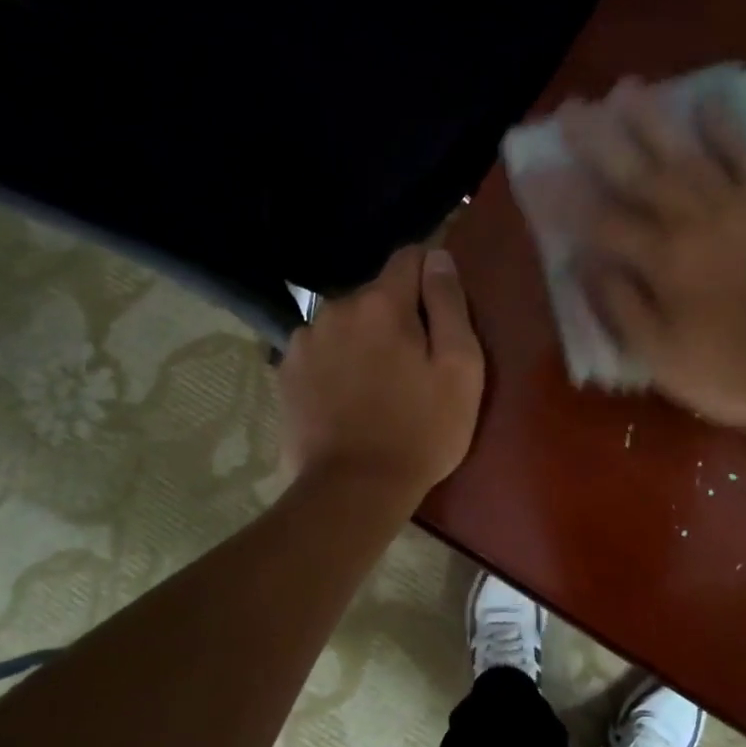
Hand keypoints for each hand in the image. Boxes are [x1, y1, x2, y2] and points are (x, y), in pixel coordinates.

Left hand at [278, 246, 485, 500]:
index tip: (441, 310)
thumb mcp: (460, 368)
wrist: (353, 490)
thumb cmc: (421, 430)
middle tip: (415, 364)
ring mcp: (304, 340)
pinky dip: (337, 362)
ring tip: (378, 385)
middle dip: (398, 316)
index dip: (430, 276)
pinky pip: (321, 350)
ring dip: (364, 339)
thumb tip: (438, 256)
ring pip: (346, 323)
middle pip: (376, 295)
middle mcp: (336, 308)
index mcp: (382, 303)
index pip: (409, 258)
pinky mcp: (286, 372)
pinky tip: (347, 398)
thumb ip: (450, 303)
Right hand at [564, 80, 745, 430]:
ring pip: (686, 152)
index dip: (563, 198)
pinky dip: (727, 126)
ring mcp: (738, 206)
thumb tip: (586, 264)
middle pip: (637, 173)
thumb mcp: (661, 357)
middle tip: (572, 108)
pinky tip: (709, 100)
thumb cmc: (734, 372)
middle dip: (599, 140)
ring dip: (653, 119)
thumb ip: (620, 307)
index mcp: (662, 261)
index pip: (599, 221)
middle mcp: (693, 220)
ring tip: (627, 88)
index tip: (533, 170)